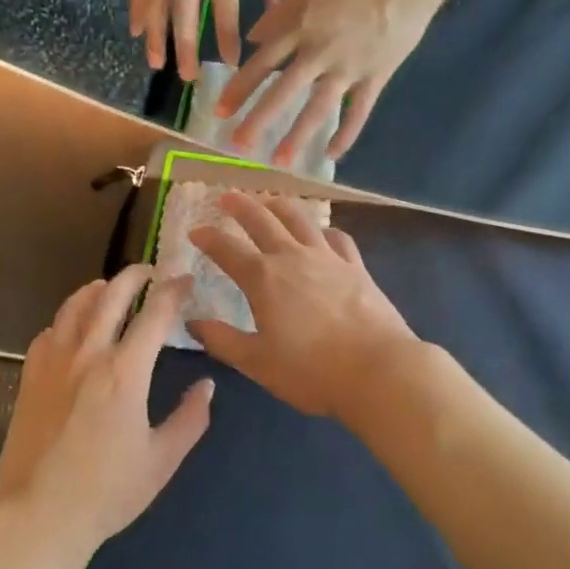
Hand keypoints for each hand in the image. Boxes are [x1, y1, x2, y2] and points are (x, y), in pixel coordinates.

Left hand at [0, 265, 212, 555]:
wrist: (37, 516)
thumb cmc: (106, 492)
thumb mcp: (162, 460)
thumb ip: (190, 418)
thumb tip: (207, 385)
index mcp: (125, 371)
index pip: (155, 313)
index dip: (174, 291)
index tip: (186, 281)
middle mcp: (88, 354)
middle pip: (112, 294)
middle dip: (136, 275)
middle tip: (152, 273)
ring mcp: (54, 362)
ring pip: (75, 305)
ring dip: (99, 289)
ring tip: (111, 288)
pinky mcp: (30, 376)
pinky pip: (50, 330)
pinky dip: (68, 318)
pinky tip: (74, 328)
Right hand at [131, 0, 284, 79]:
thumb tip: (272, 11)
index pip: (224, 2)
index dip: (226, 34)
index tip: (230, 61)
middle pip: (185, 10)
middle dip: (186, 47)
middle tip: (188, 77)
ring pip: (158, 2)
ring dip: (156, 36)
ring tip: (156, 64)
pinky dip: (138, 8)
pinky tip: (135, 31)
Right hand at [188, 194, 418, 420]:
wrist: (378, 369)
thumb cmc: (311, 371)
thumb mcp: (257, 363)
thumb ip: (222, 340)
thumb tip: (192, 322)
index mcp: (263, 278)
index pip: (227, 249)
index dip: (208, 238)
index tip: (195, 231)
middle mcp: (292, 257)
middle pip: (262, 220)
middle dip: (240, 206)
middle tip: (225, 197)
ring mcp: (328, 257)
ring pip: (299, 219)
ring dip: (278, 205)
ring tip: (268, 200)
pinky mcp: (355, 266)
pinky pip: (336, 237)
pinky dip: (322, 229)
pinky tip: (321, 232)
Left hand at [218, 0, 450, 164]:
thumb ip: (282, 13)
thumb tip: (252, 39)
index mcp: (302, 26)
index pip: (262, 63)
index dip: (240, 89)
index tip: (220, 112)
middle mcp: (320, 51)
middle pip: (283, 90)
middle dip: (258, 120)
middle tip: (238, 145)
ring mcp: (349, 66)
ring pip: (318, 107)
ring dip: (298, 135)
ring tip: (281, 160)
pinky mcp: (377, 76)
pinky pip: (359, 111)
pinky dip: (346, 134)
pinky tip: (332, 155)